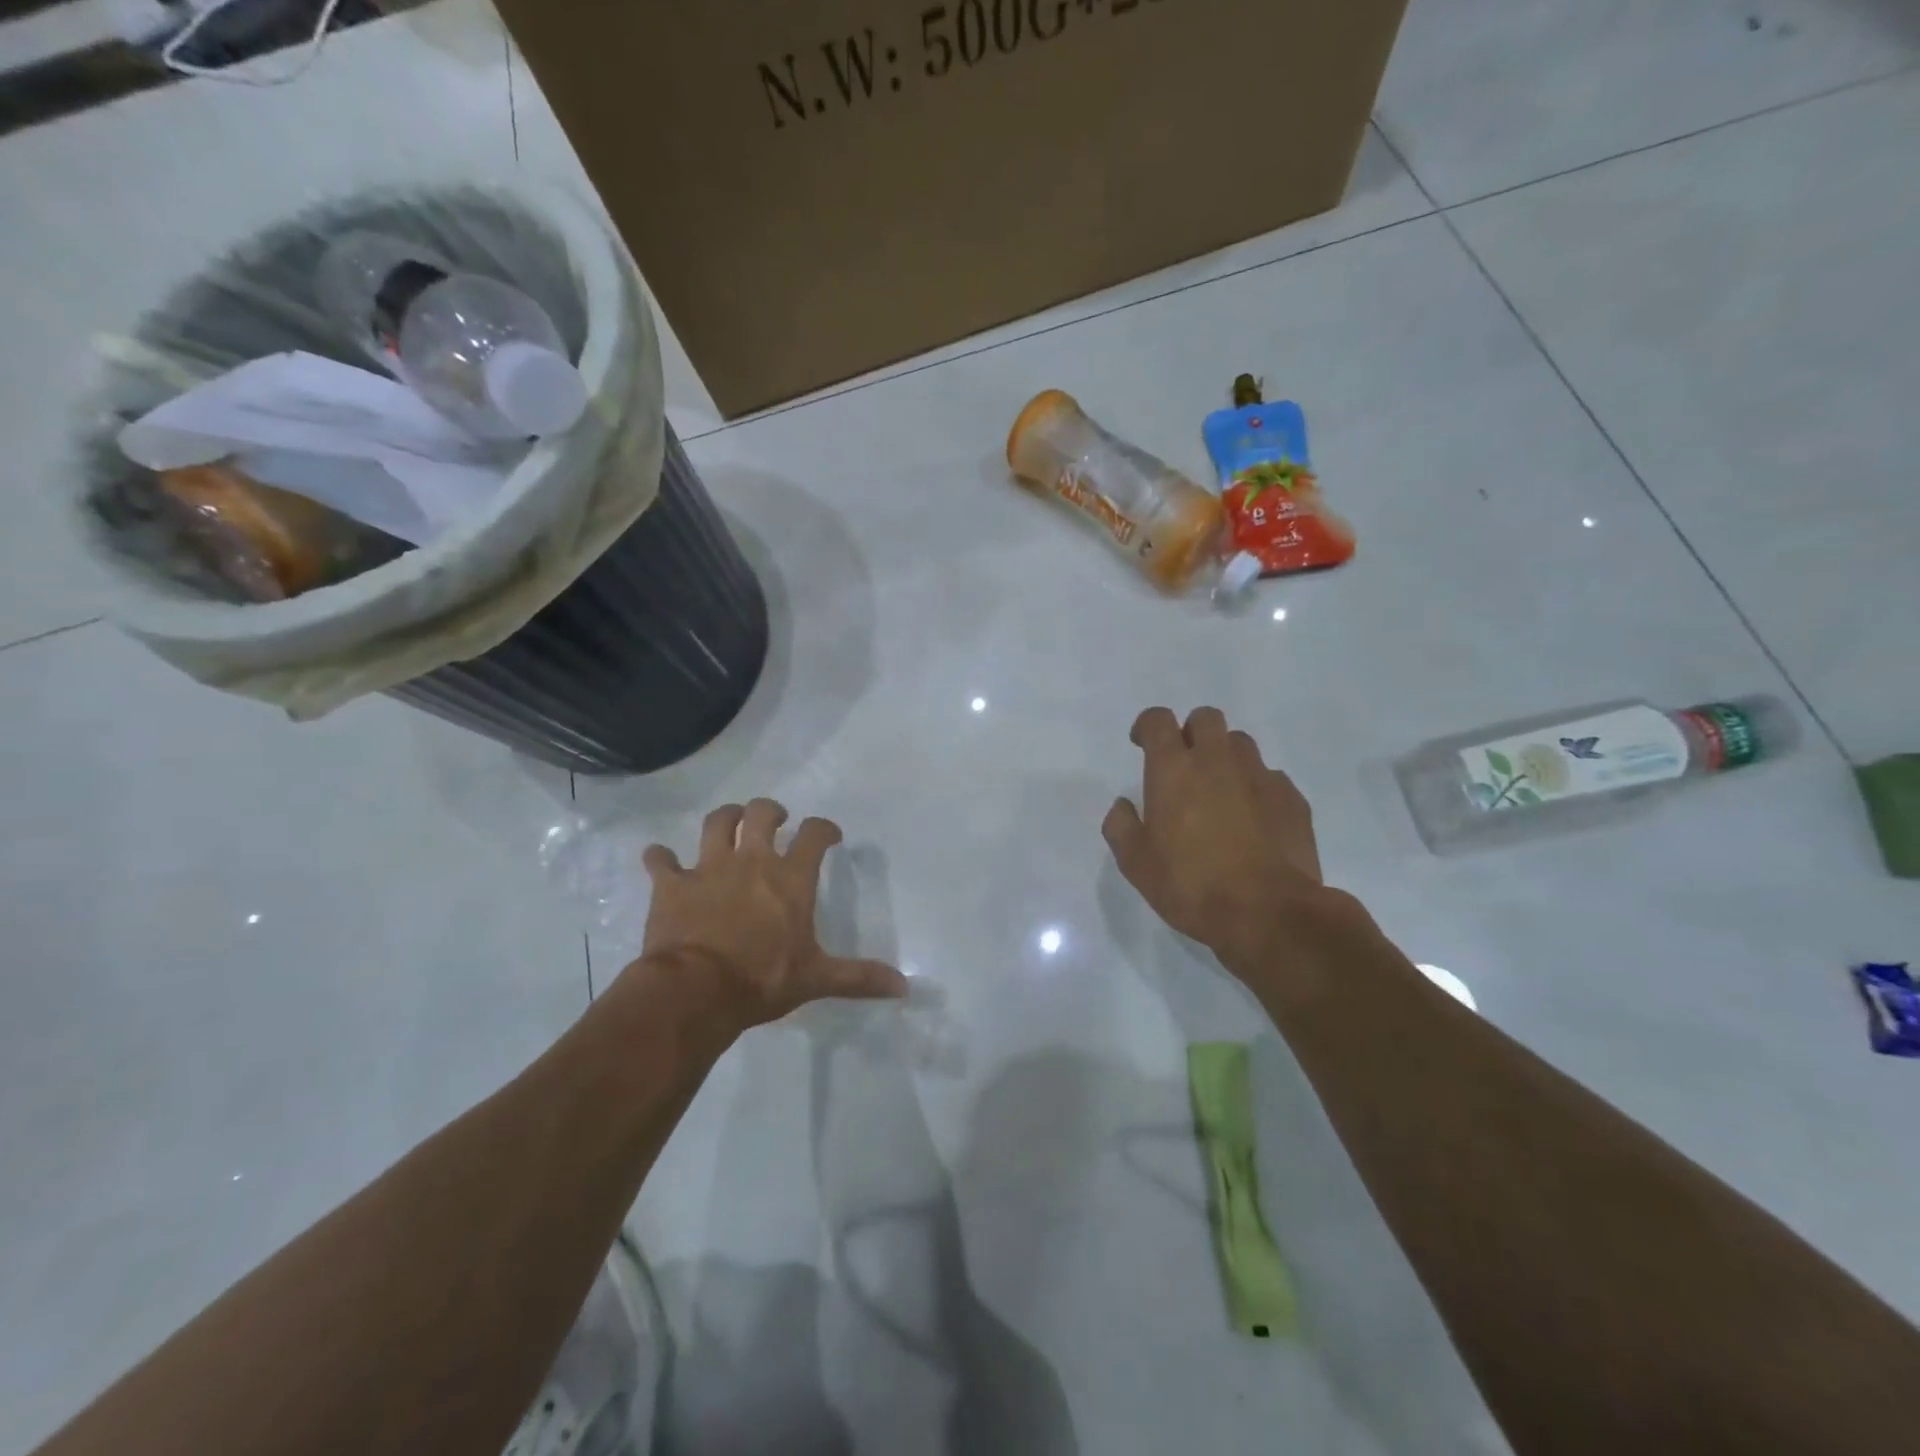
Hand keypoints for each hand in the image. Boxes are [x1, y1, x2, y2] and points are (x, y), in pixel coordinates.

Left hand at [636, 800, 906, 1031]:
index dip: (824, 829)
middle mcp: (752, 861)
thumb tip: (904, 987)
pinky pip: (661, 860)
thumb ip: (859, 978)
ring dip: (724, 819)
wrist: (696, 990)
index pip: (814, 835)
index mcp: (790, 878)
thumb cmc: (762, 980)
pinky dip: (660, 858)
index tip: (829, 835)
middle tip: (775, 820)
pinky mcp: (672, 884)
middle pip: (761, 814)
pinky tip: (661, 860)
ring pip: (716, 824)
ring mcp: (709, 868)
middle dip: (770, 811)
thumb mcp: (816, 979)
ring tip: (729, 823)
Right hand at [1103, 707, 1341, 978]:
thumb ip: (1121, 826)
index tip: (1143, 744)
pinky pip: (1270, 778)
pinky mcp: (1292, 798)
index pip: (1158, 720)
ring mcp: (1260, 776)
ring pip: (1241, 744)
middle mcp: (1217, 761)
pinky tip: (1254, 821)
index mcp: (1174, 770)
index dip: (1148, 725)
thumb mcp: (1136, 864)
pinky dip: (1256, 788)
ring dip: (1225, 757)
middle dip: (1191, 732)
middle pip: (1206, 718)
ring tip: (1220, 793)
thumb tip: (1123, 806)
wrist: (1269, 913)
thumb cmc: (1191, 885)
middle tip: (1184, 766)